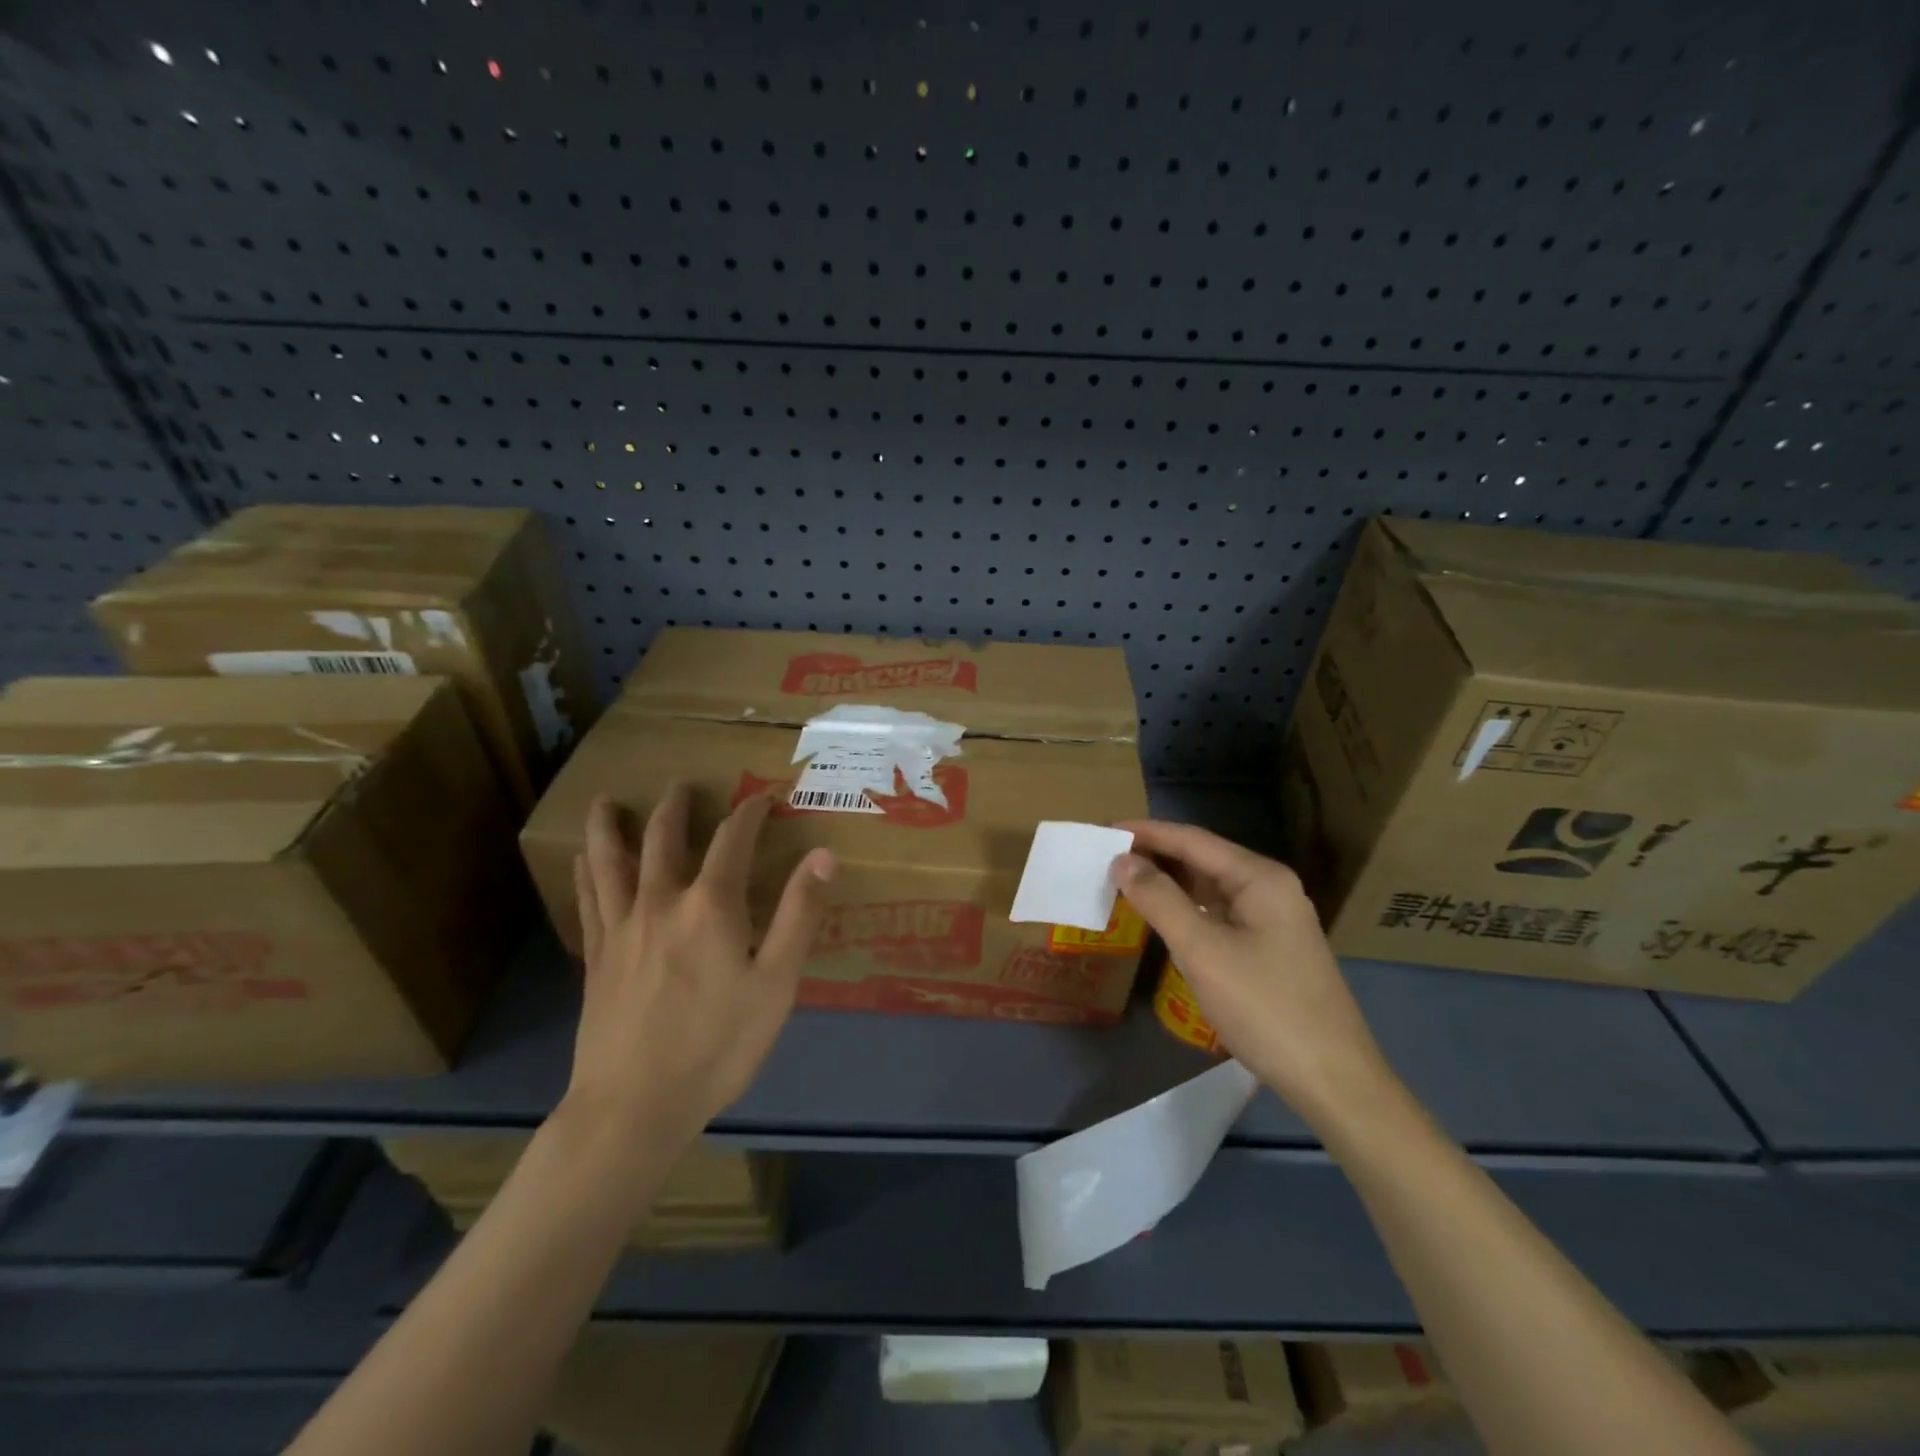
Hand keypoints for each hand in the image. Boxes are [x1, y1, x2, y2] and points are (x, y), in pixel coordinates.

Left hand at [565, 785, 835, 1150]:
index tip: (762, 798)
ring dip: (612, 826)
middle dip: (677, 806)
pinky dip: (587, 872)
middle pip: (664, 838)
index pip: (732, 840)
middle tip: (682, 785)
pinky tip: (582, 862)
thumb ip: (798, 914)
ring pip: (610, 861)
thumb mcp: (776, 983)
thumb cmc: (718, 1045)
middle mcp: (661, 902)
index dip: (749, 813)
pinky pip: (589, 900)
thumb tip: (823, 855)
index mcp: (711, 905)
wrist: (635, 1107)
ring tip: (608, 801)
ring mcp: (622, 928)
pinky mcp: (597, 957)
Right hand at [1112, 820, 1394, 1126]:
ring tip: (1124, 881)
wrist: (1332, 1079)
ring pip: (1210, 888)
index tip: (1105, 831)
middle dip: (1156, 856)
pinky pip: (1219, 914)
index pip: (1194, 840)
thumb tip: (1122, 861)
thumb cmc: (1265, 1007)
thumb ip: (1160, 900)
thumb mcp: (1203, 951)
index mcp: (1260, 878)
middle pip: (1203, 859)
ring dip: (1169, 883)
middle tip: (1106, 858)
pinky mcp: (1269, 947)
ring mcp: (1273, 919)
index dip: (1148, 833)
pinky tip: (1162, 917)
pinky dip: (1186, 909)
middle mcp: (1270, 888)